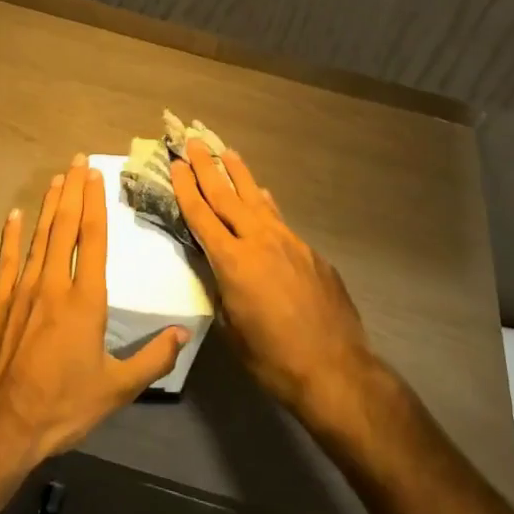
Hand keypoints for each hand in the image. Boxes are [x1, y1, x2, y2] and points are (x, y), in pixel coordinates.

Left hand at [0, 155, 188, 472]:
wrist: (2, 426)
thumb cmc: (63, 406)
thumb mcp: (117, 389)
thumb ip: (153, 358)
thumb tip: (184, 334)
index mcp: (85, 300)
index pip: (93, 239)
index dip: (96, 203)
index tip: (96, 175)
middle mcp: (53, 284)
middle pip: (65, 227)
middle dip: (74, 192)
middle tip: (78, 161)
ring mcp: (22, 291)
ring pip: (38, 237)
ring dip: (49, 206)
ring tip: (57, 179)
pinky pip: (6, 261)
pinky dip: (10, 236)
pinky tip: (13, 215)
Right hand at [172, 141, 379, 425]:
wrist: (336, 370)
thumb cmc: (274, 360)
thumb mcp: (232, 329)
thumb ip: (223, 292)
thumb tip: (222, 274)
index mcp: (233, 262)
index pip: (202, 216)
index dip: (186, 188)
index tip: (176, 163)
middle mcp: (259, 242)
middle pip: (227, 196)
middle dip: (208, 168)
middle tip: (194, 142)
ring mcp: (289, 243)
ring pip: (257, 200)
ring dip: (240, 175)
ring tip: (228, 153)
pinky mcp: (311, 253)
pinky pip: (280, 220)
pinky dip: (265, 205)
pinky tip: (263, 198)